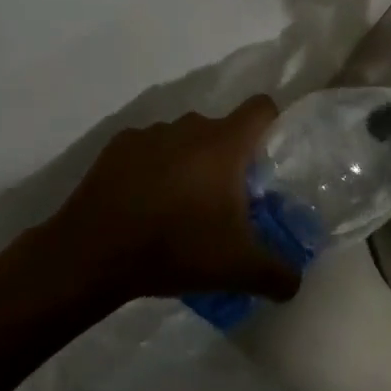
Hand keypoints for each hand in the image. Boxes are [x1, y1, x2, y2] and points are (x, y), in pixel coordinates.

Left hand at [43, 98, 301, 304]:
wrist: (93, 253)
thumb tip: (297, 282)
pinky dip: (153, 168)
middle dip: (227, 159)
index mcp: (225, 143)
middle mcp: (191, 125)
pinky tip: (143, 203)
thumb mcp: (237, 268)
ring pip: (184, 139)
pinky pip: (149, 149)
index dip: (271, 125)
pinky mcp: (118, 145)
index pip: (261, 108)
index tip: (267, 159)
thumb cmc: (176, 247)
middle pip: (222, 129)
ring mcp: (152, 133)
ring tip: (179, 206)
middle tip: (224, 201)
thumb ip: (277, 273)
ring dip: (188, 162)